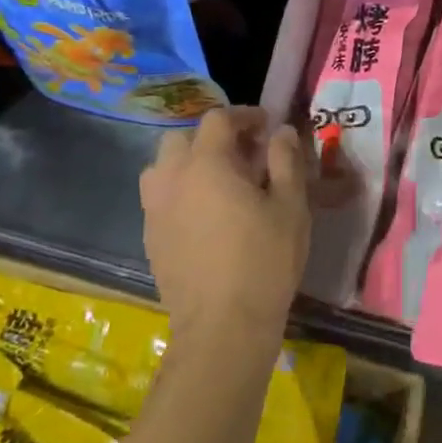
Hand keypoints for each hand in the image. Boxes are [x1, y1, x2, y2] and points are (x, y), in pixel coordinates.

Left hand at [140, 106, 309, 349]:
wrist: (223, 327)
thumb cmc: (265, 259)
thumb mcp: (290, 205)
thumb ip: (286, 160)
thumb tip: (282, 132)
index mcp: (207, 163)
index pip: (218, 119)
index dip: (244, 115)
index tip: (266, 126)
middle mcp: (173, 178)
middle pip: (181, 138)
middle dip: (211, 138)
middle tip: (242, 154)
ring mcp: (155, 210)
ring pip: (162, 168)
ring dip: (187, 163)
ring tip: (216, 182)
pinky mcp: (151, 239)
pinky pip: (159, 199)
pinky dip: (179, 192)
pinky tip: (204, 215)